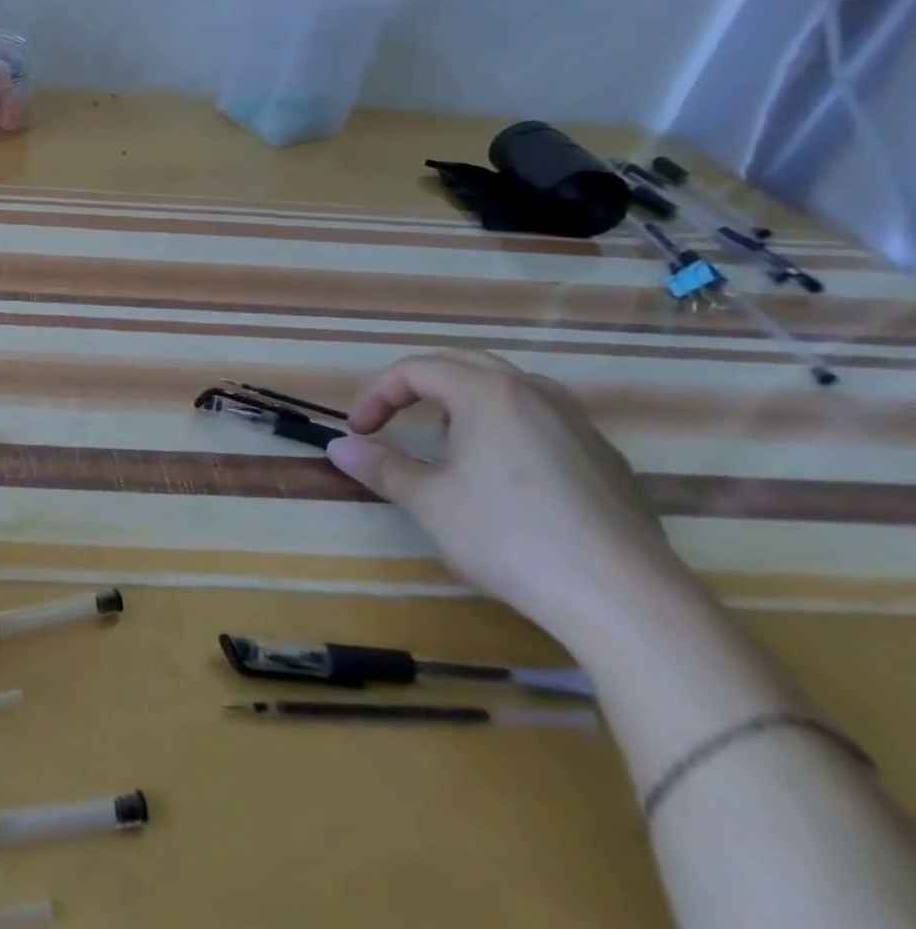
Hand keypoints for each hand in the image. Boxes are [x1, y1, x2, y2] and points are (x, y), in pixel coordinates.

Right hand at [326, 350, 690, 648]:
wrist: (625, 599)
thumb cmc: (510, 537)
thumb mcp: (429, 502)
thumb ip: (381, 467)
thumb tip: (338, 447)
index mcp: (487, 393)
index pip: (416, 369)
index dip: (377, 394)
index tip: (359, 430)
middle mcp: (535, 394)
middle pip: (464, 364)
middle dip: (418, 384)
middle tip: (392, 416)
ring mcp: (578, 425)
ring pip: (510, 387)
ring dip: (465, 400)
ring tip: (447, 439)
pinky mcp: (607, 460)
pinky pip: (544, 420)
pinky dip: (507, 426)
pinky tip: (505, 474)